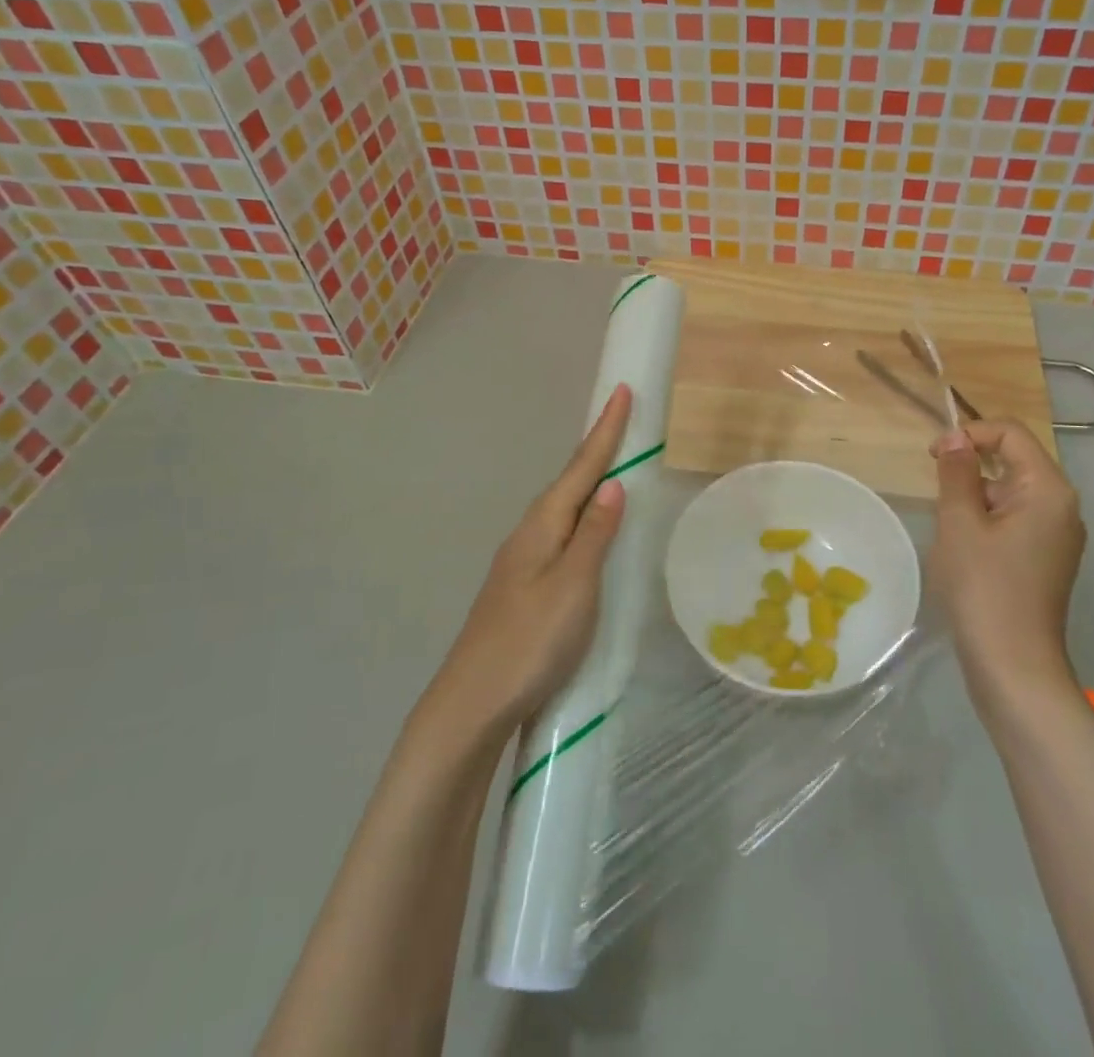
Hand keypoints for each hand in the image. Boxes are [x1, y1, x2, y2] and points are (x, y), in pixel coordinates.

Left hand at [422, 384, 632, 739]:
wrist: (472, 703)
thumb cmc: (530, 641)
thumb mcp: (573, 586)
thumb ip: (594, 535)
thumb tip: (613, 485)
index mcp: (542, 526)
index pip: (581, 468)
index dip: (605, 431)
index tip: (620, 390)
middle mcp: (529, 534)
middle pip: (569, 482)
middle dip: (596, 449)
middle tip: (621, 421)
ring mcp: (522, 561)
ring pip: (563, 508)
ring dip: (588, 482)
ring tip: (612, 465)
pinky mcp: (523, 586)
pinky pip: (560, 533)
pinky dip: (580, 516)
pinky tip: (587, 530)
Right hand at [928, 419, 1085, 720]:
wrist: (1013, 667)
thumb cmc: (984, 588)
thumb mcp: (960, 522)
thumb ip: (957, 472)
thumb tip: (956, 437)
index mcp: (1048, 490)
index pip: (1011, 433)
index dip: (970, 433)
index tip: (933, 456)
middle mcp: (1062, 506)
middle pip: (1014, 460)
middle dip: (971, 467)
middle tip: (938, 496)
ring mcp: (1057, 535)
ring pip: (1010, 492)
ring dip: (975, 497)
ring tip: (950, 529)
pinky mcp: (1046, 559)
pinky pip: (1015, 519)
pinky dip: (987, 520)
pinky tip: (965, 549)